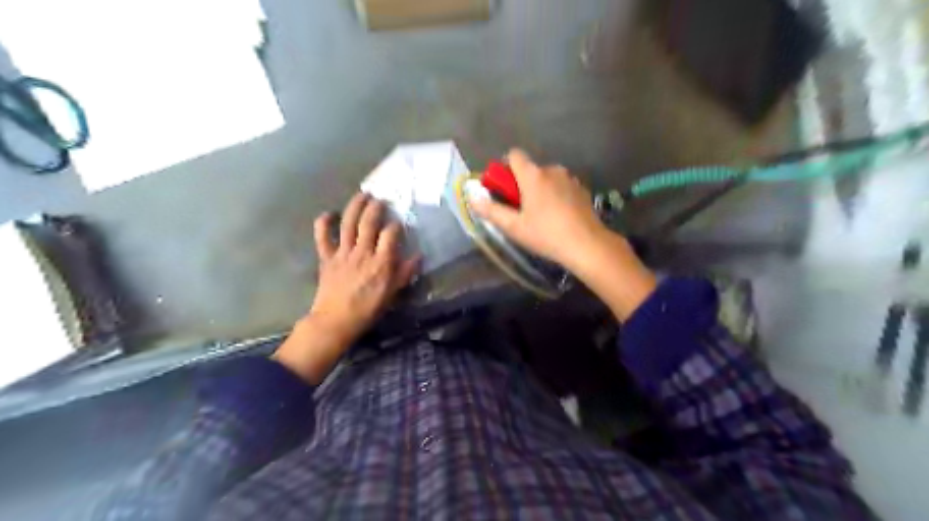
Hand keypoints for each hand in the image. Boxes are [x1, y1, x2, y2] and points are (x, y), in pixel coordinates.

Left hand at [272, 194, 421, 384]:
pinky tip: (330, 214)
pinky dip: (324, 223)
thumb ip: (405, 273)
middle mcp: (363, 252)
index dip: (396, 225)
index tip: (399, 223)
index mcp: (381, 262)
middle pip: (369, 222)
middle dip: (376, 207)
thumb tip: (418, 256)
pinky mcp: (326, 257)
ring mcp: (342, 253)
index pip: (391, 234)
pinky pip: (322, 236)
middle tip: (380, 199)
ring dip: (355, 206)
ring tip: (362, 195)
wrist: (336, 321)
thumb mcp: (393, 293)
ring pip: (348, 223)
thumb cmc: (368, 309)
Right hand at [474, 149, 650, 320]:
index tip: (504, 189)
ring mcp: (570, 179)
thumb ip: (491, 210)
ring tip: (541, 216)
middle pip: (530, 169)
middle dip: (522, 184)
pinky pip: (562, 187)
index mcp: (533, 175)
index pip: (514, 155)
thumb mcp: (514, 227)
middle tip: (520, 210)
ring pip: (547, 178)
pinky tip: (559, 217)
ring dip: (540, 190)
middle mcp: (552, 170)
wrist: (588, 245)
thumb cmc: (546, 235)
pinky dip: (556, 196)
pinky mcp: (582, 190)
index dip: (505, 168)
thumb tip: (472, 196)